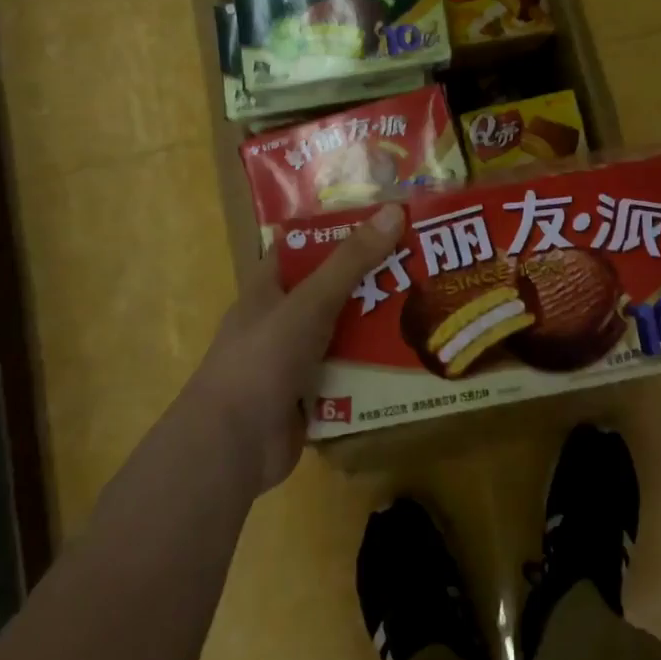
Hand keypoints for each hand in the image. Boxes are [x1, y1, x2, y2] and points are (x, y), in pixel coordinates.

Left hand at [188, 205, 404, 494]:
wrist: (231, 448)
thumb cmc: (262, 360)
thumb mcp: (309, 302)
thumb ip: (351, 260)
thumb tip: (394, 211)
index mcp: (270, 287)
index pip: (309, 246)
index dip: (344, 230)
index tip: (388, 220)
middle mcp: (283, 317)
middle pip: (334, 288)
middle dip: (374, 277)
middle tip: (423, 263)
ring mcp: (296, 358)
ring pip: (345, 330)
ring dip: (379, 322)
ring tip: (429, 305)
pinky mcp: (311, 393)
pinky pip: (350, 369)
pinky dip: (375, 364)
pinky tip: (413, 355)